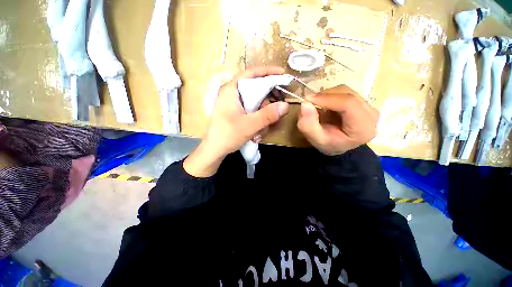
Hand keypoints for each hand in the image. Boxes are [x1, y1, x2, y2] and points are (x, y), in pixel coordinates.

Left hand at [184, 66, 289, 176]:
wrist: (214, 151)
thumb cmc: (227, 135)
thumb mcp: (249, 125)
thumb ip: (267, 115)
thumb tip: (286, 106)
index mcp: (232, 89)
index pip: (252, 73)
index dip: (268, 72)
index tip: (283, 75)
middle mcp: (233, 94)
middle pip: (257, 90)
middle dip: (268, 103)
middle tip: (276, 112)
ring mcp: (235, 104)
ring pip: (256, 104)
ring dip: (263, 117)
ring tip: (262, 131)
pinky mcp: (237, 113)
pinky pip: (252, 112)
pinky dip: (258, 121)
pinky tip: (257, 134)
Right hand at [297, 85, 378, 155]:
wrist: (339, 146)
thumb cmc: (329, 145)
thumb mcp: (316, 139)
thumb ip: (308, 125)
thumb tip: (305, 103)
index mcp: (363, 128)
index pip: (348, 104)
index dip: (327, 98)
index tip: (308, 100)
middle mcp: (372, 115)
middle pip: (347, 95)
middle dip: (325, 96)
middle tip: (310, 103)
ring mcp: (369, 106)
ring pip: (346, 91)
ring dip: (327, 96)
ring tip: (318, 107)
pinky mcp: (364, 102)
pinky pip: (345, 92)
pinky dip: (331, 96)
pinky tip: (326, 106)